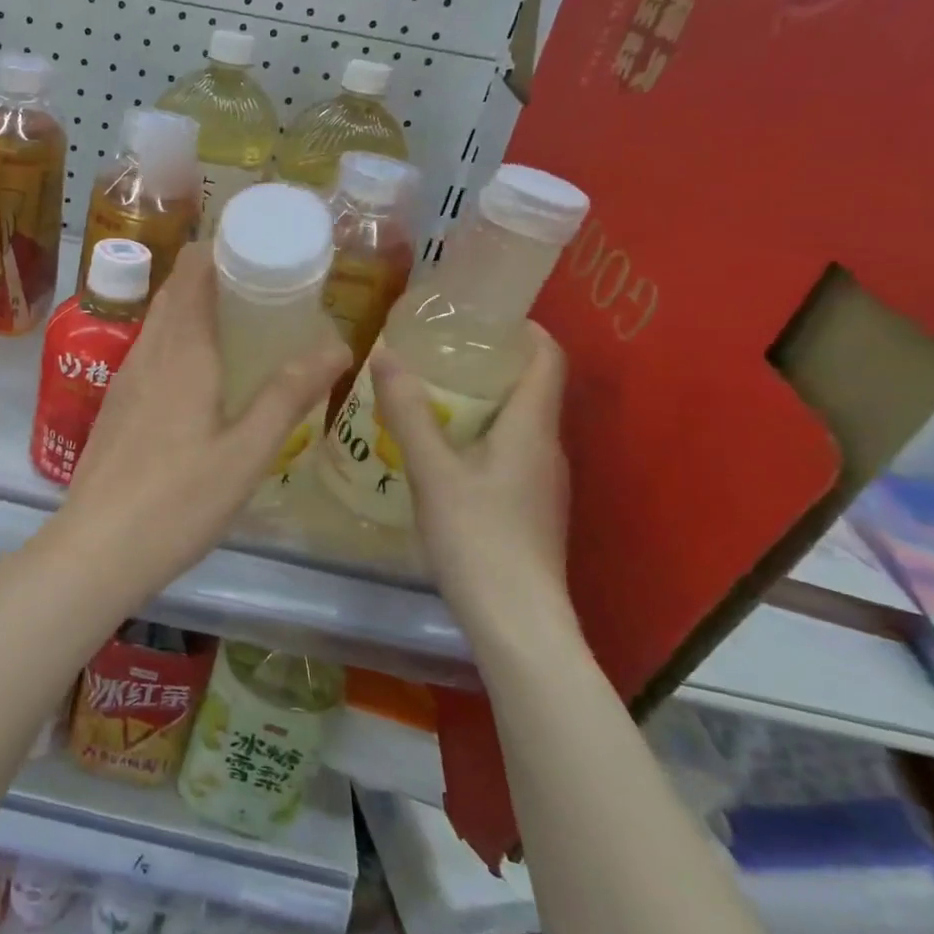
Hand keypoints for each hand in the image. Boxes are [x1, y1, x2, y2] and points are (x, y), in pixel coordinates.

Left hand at [54, 241, 347, 607]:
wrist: (97, 547)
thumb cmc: (178, 501)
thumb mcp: (246, 453)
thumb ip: (288, 396)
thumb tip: (336, 345)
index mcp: (181, 351)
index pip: (193, 270)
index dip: (222, 248)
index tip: (262, 249)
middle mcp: (147, 353)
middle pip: (176, 291)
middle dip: (215, 276)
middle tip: (263, 287)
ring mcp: (124, 379)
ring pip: (159, 322)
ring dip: (194, 308)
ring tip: (240, 324)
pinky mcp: (115, 405)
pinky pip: (150, 351)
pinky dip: (178, 340)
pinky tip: (202, 374)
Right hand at [369, 326, 576, 648]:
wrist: (517, 620)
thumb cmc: (478, 538)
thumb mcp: (433, 471)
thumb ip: (409, 413)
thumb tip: (387, 354)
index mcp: (532, 428)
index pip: (547, 358)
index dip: (523, 329)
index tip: (481, 313)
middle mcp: (546, 448)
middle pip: (530, 388)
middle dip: (488, 362)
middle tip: (436, 350)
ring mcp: (541, 482)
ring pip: (516, 423)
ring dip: (480, 401)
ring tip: (430, 393)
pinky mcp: (528, 508)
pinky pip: (507, 452)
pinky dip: (478, 435)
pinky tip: (439, 450)